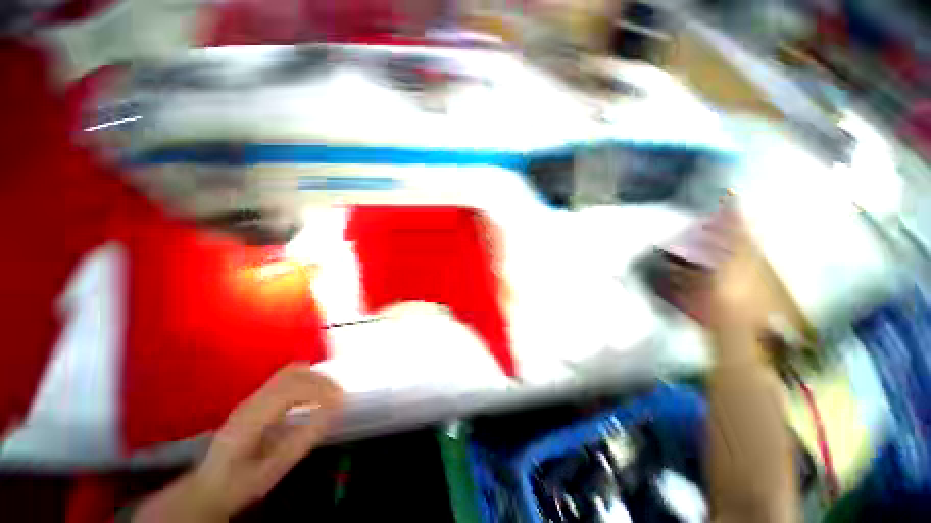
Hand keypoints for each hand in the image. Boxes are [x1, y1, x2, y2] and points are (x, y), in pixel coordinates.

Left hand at [134, 364, 342, 521]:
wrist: (209, 486)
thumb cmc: (241, 482)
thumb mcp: (273, 469)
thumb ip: (303, 439)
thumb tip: (332, 412)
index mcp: (250, 418)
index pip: (290, 390)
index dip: (319, 390)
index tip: (340, 400)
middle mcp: (250, 401)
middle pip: (291, 375)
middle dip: (321, 380)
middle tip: (340, 395)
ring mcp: (252, 397)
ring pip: (289, 372)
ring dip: (314, 377)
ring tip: (331, 391)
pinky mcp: (256, 399)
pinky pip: (285, 378)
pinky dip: (306, 379)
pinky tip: (314, 393)